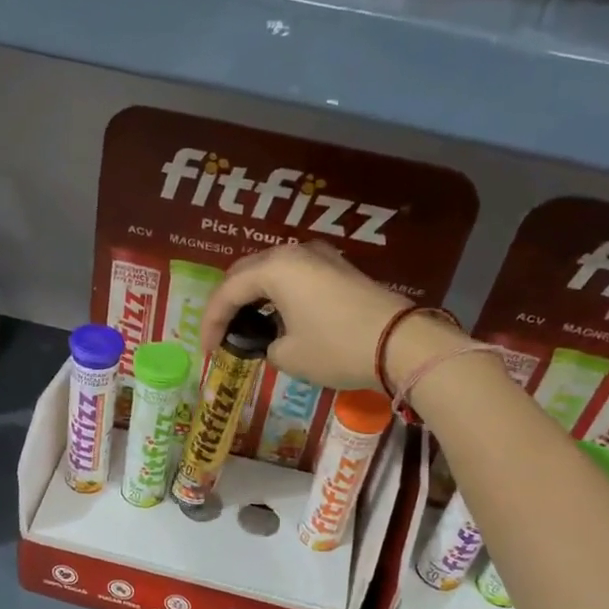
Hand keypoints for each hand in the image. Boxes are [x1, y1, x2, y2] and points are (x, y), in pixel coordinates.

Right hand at [198, 243, 411, 390]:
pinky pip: (295, 276)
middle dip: (229, 303)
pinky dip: (278, 294)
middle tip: (222, 333)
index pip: (227, 292)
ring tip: (246, 325)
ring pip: (271, 271)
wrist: (400, 343)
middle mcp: (294, 252)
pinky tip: (277, 317)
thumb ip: (266, 345)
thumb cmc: (336, 348)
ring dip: (254, 296)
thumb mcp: (289, 355)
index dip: (211, 323)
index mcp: (274, 268)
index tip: (208, 351)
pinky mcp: (339, 269)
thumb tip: (274, 341)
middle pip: (246, 273)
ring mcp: (320, 257)